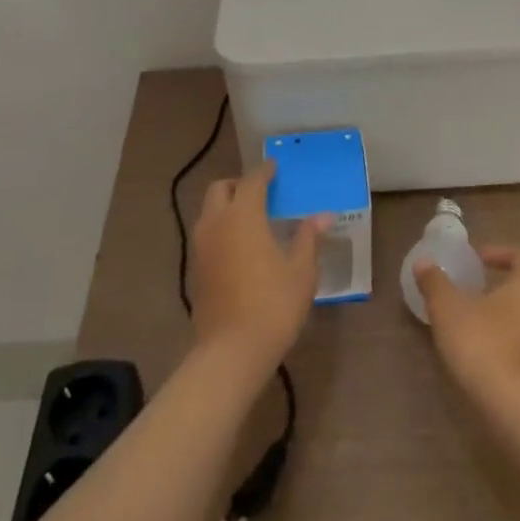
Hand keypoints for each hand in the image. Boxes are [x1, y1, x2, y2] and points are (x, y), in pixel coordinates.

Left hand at [191, 162, 329, 369]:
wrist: (231, 353)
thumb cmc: (273, 305)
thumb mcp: (301, 272)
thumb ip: (308, 239)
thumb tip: (323, 216)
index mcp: (243, 215)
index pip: (252, 181)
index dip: (264, 172)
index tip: (274, 167)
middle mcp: (217, 223)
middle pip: (220, 189)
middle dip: (238, 184)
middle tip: (259, 193)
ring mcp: (201, 247)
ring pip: (208, 211)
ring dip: (225, 206)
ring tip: (249, 219)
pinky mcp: (195, 270)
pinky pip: (206, 235)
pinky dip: (219, 229)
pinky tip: (238, 247)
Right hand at [415, 245, 519, 392]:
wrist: (512, 409)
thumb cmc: (482, 342)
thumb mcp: (448, 307)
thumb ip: (435, 282)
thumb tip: (423, 263)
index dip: (498, 253)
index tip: (476, 261)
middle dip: (500, 289)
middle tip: (472, 293)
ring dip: (505, 319)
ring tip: (474, 325)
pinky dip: (509, 345)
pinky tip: (485, 355)